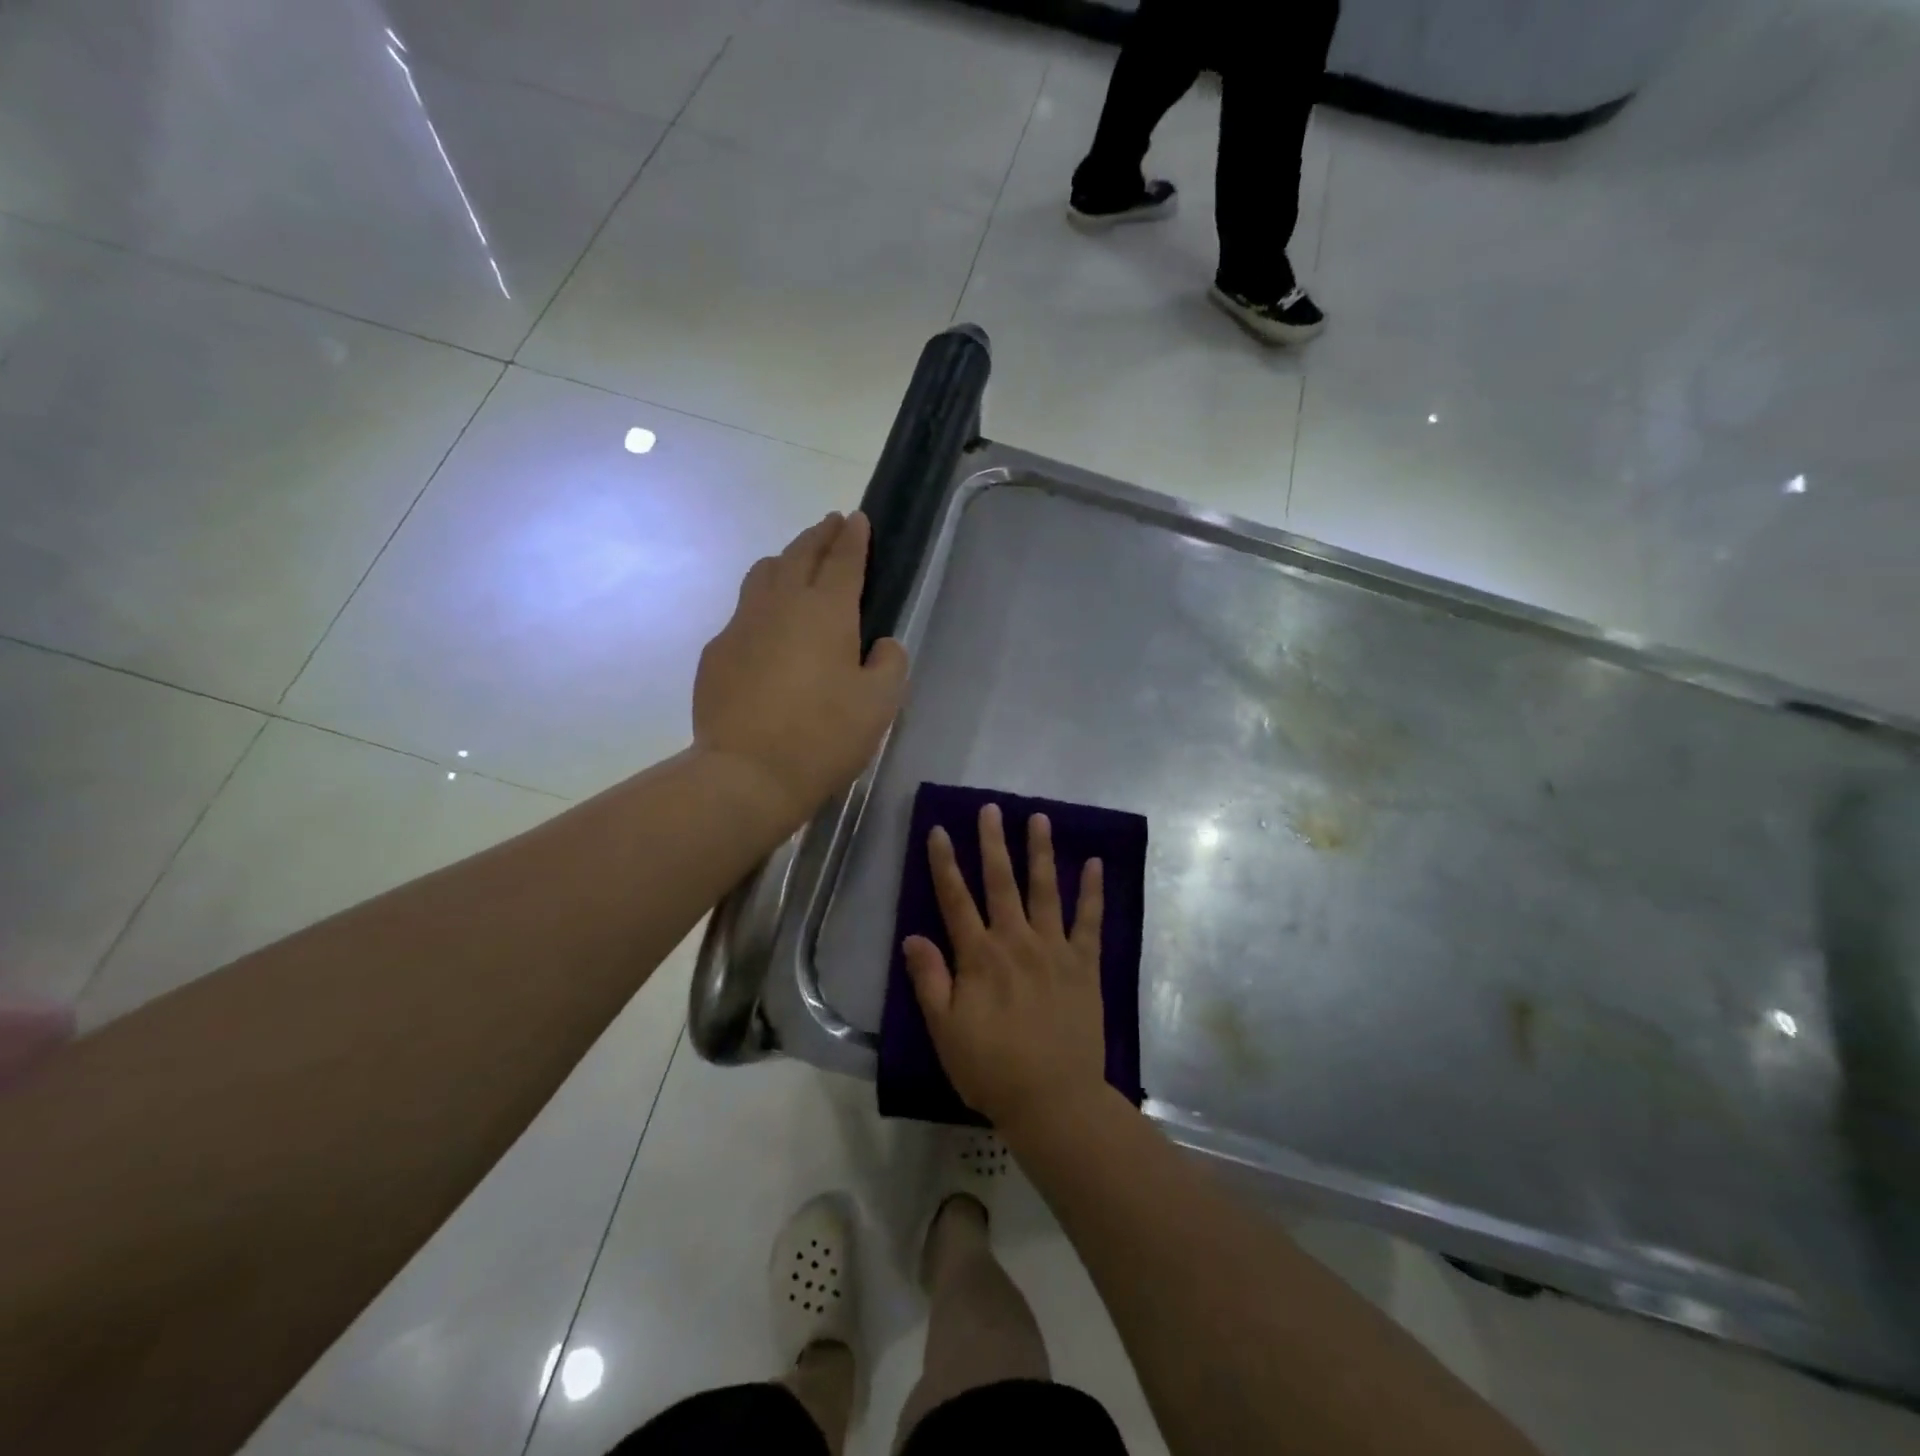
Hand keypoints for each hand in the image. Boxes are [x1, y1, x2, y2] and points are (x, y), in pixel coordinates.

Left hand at [694, 512, 908, 830]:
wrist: (747, 773)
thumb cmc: (824, 736)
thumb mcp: (880, 704)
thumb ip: (890, 664)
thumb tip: (882, 644)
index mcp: (827, 610)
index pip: (844, 559)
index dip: (854, 537)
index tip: (858, 518)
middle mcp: (781, 604)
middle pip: (800, 555)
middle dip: (819, 536)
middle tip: (831, 525)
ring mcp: (741, 625)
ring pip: (763, 574)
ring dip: (785, 561)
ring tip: (796, 563)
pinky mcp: (716, 652)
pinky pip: (742, 613)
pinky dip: (761, 606)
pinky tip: (767, 630)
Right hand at [904, 803, 1107, 1130]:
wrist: (1054, 1099)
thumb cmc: (991, 1068)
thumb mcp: (945, 1030)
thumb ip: (930, 980)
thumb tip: (913, 936)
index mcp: (979, 956)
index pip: (955, 899)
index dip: (945, 863)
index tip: (939, 830)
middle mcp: (1015, 940)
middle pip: (1001, 882)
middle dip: (992, 842)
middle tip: (990, 808)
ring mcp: (1054, 949)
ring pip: (1044, 889)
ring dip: (1040, 851)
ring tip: (1038, 817)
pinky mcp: (1084, 964)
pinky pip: (1090, 920)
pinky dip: (1092, 890)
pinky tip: (1093, 862)